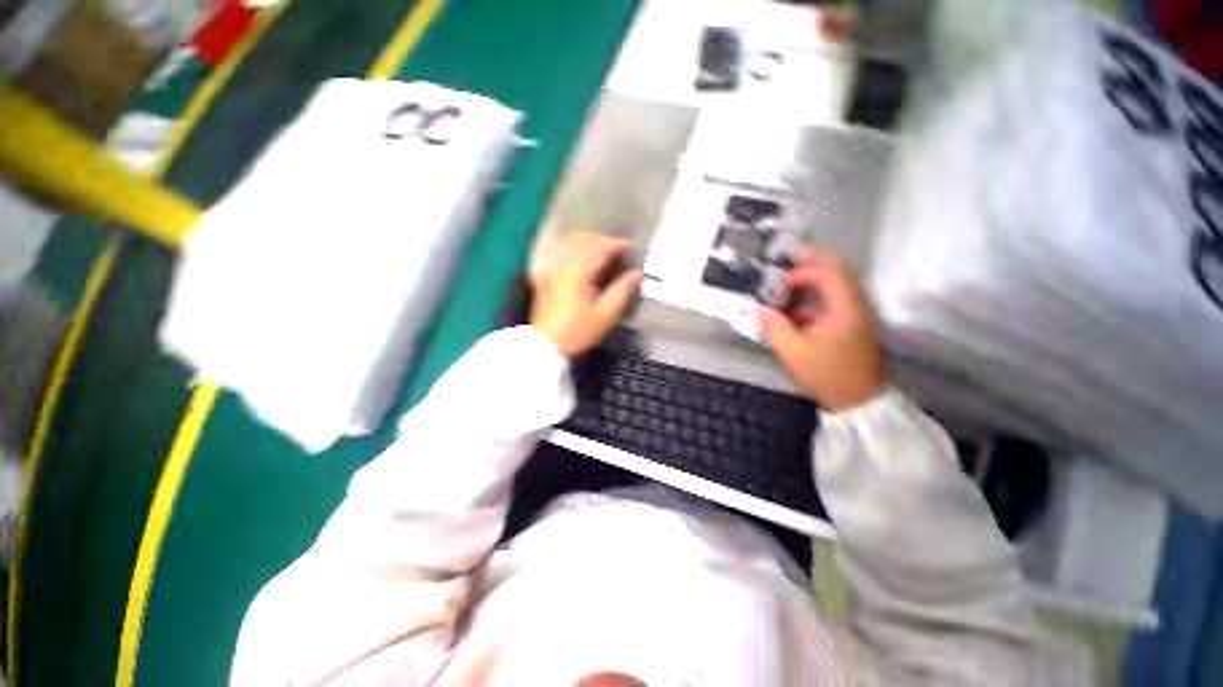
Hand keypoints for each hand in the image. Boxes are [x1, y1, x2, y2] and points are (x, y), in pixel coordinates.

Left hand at [531, 231, 642, 356]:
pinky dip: (572, 247)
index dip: (616, 244)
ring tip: (602, 248)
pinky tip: (579, 254)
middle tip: (619, 248)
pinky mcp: (545, 276)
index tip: (631, 247)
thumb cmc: (577, 332)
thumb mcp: (604, 316)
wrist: (545, 345)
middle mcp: (562, 265)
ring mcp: (551, 269)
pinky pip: (559, 251)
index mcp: (578, 273)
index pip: (599, 248)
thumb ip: (621, 291)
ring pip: (569, 243)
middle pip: (583, 241)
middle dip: (602, 240)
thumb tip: (637, 273)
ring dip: (587, 240)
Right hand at [759, 250, 884, 411]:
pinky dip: (817, 296)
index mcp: (844, 309)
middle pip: (838, 271)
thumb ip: (774, 327)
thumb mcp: (793, 352)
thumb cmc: (827, 374)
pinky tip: (797, 310)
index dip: (801, 272)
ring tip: (788, 284)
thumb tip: (758, 308)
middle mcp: (856, 305)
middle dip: (811, 264)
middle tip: (787, 262)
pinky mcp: (855, 323)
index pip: (828, 273)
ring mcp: (858, 313)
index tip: (779, 286)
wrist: (858, 399)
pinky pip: (836, 298)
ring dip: (814, 279)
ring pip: (838, 283)